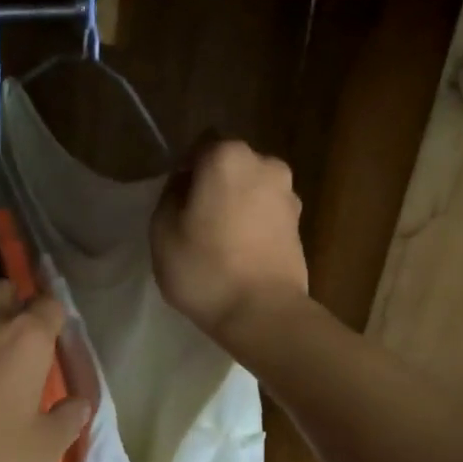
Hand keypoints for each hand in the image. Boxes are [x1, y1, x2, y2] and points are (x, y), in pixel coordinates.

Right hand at [151, 137, 308, 347]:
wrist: (263, 313)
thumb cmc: (205, 269)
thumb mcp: (162, 231)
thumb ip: (170, 196)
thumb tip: (186, 186)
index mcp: (227, 157)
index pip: (199, 148)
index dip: (185, 173)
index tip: (177, 204)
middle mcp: (265, 164)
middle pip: (230, 166)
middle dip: (214, 186)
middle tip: (196, 222)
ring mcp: (288, 194)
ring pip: (251, 190)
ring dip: (236, 205)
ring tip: (221, 242)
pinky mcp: (300, 223)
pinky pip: (266, 214)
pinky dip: (254, 225)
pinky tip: (241, 254)